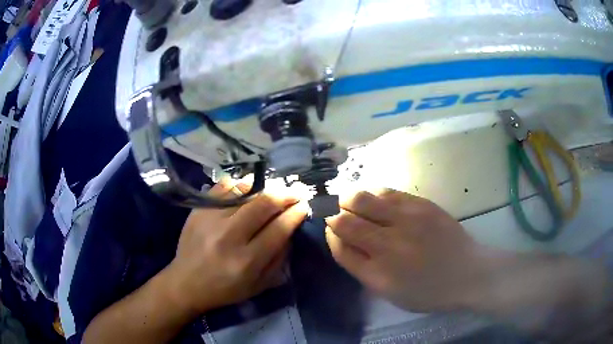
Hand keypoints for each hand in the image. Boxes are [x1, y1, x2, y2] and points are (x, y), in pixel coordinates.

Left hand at [163, 179, 307, 314]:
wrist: (186, 282)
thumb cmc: (225, 289)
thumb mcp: (258, 285)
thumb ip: (279, 259)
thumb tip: (290, 230)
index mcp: (247, 261)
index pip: (279, 229)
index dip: (296, 214)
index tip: (304, 206)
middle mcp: (229, 237)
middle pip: (263, 204)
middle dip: (285, 194)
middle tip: (295, 192)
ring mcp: (211, 219)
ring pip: (244, 191)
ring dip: (264, 187)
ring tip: (273, 189)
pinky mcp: (198, 210)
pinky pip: (223, 187)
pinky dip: (239, 184)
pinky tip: (248, 188)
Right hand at [326, 189, 484, 311]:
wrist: (466, 273)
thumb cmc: (427, 290)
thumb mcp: (389, 292)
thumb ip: (362, 268)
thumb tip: (342, 240)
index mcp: (377, 273)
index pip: (340, 247)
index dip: (330, 234)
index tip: (330, 228)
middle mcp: (387, 245)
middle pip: (345, 221)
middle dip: (333, 213)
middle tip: (334, 211)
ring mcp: (405, 221)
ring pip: (362, 199)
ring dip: (349, 199)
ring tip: (350, 201)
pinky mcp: (421, 204)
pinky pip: (387, 192)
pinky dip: (373, 193)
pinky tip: (374, 198)